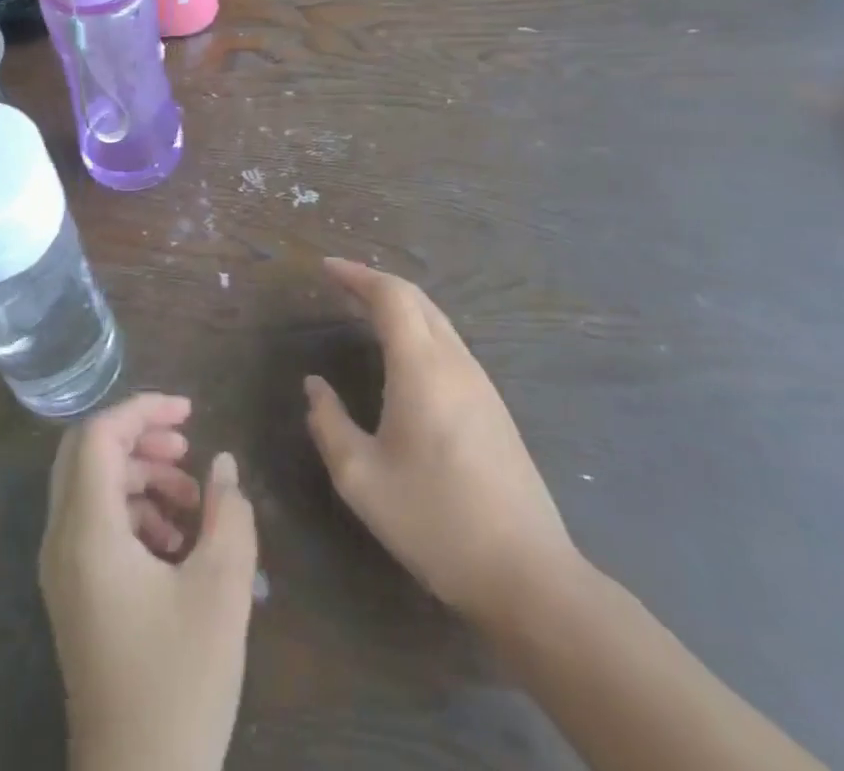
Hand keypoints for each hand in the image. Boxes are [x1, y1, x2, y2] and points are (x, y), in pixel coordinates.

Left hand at [40, 395, 258, 770]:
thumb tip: (224, 464)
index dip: (143, 409)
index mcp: (87, 532)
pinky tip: (175, 542)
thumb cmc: (179, 683)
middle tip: (187, 448)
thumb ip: (229, 514)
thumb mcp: (221, 591)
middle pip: (87, 453)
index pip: (98, 435)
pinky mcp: (73, 593)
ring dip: (139, 476)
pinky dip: (132, 512)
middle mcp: (61, 540)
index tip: (191, 412)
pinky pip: (94, 523)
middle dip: (139, 438)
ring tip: (192, 502)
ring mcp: (61, 569)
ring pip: (90, 486)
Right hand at [304, 260, 580, 634]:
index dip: (356, 275)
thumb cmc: (435, 521)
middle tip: (340, 284)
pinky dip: (417, 329)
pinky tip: (401, 354)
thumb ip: (328, 424)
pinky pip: (449, 345)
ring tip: (363, 310)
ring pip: (437, 321)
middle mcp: (455, 363)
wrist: (529, 576)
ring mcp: (481, 384)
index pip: (390, 296)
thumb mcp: (361, 478)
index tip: (325, 268)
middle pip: (416, 300)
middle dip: (375, 283)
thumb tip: (315, 386)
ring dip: (399, 306)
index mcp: (421, 368)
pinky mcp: (494, 407)